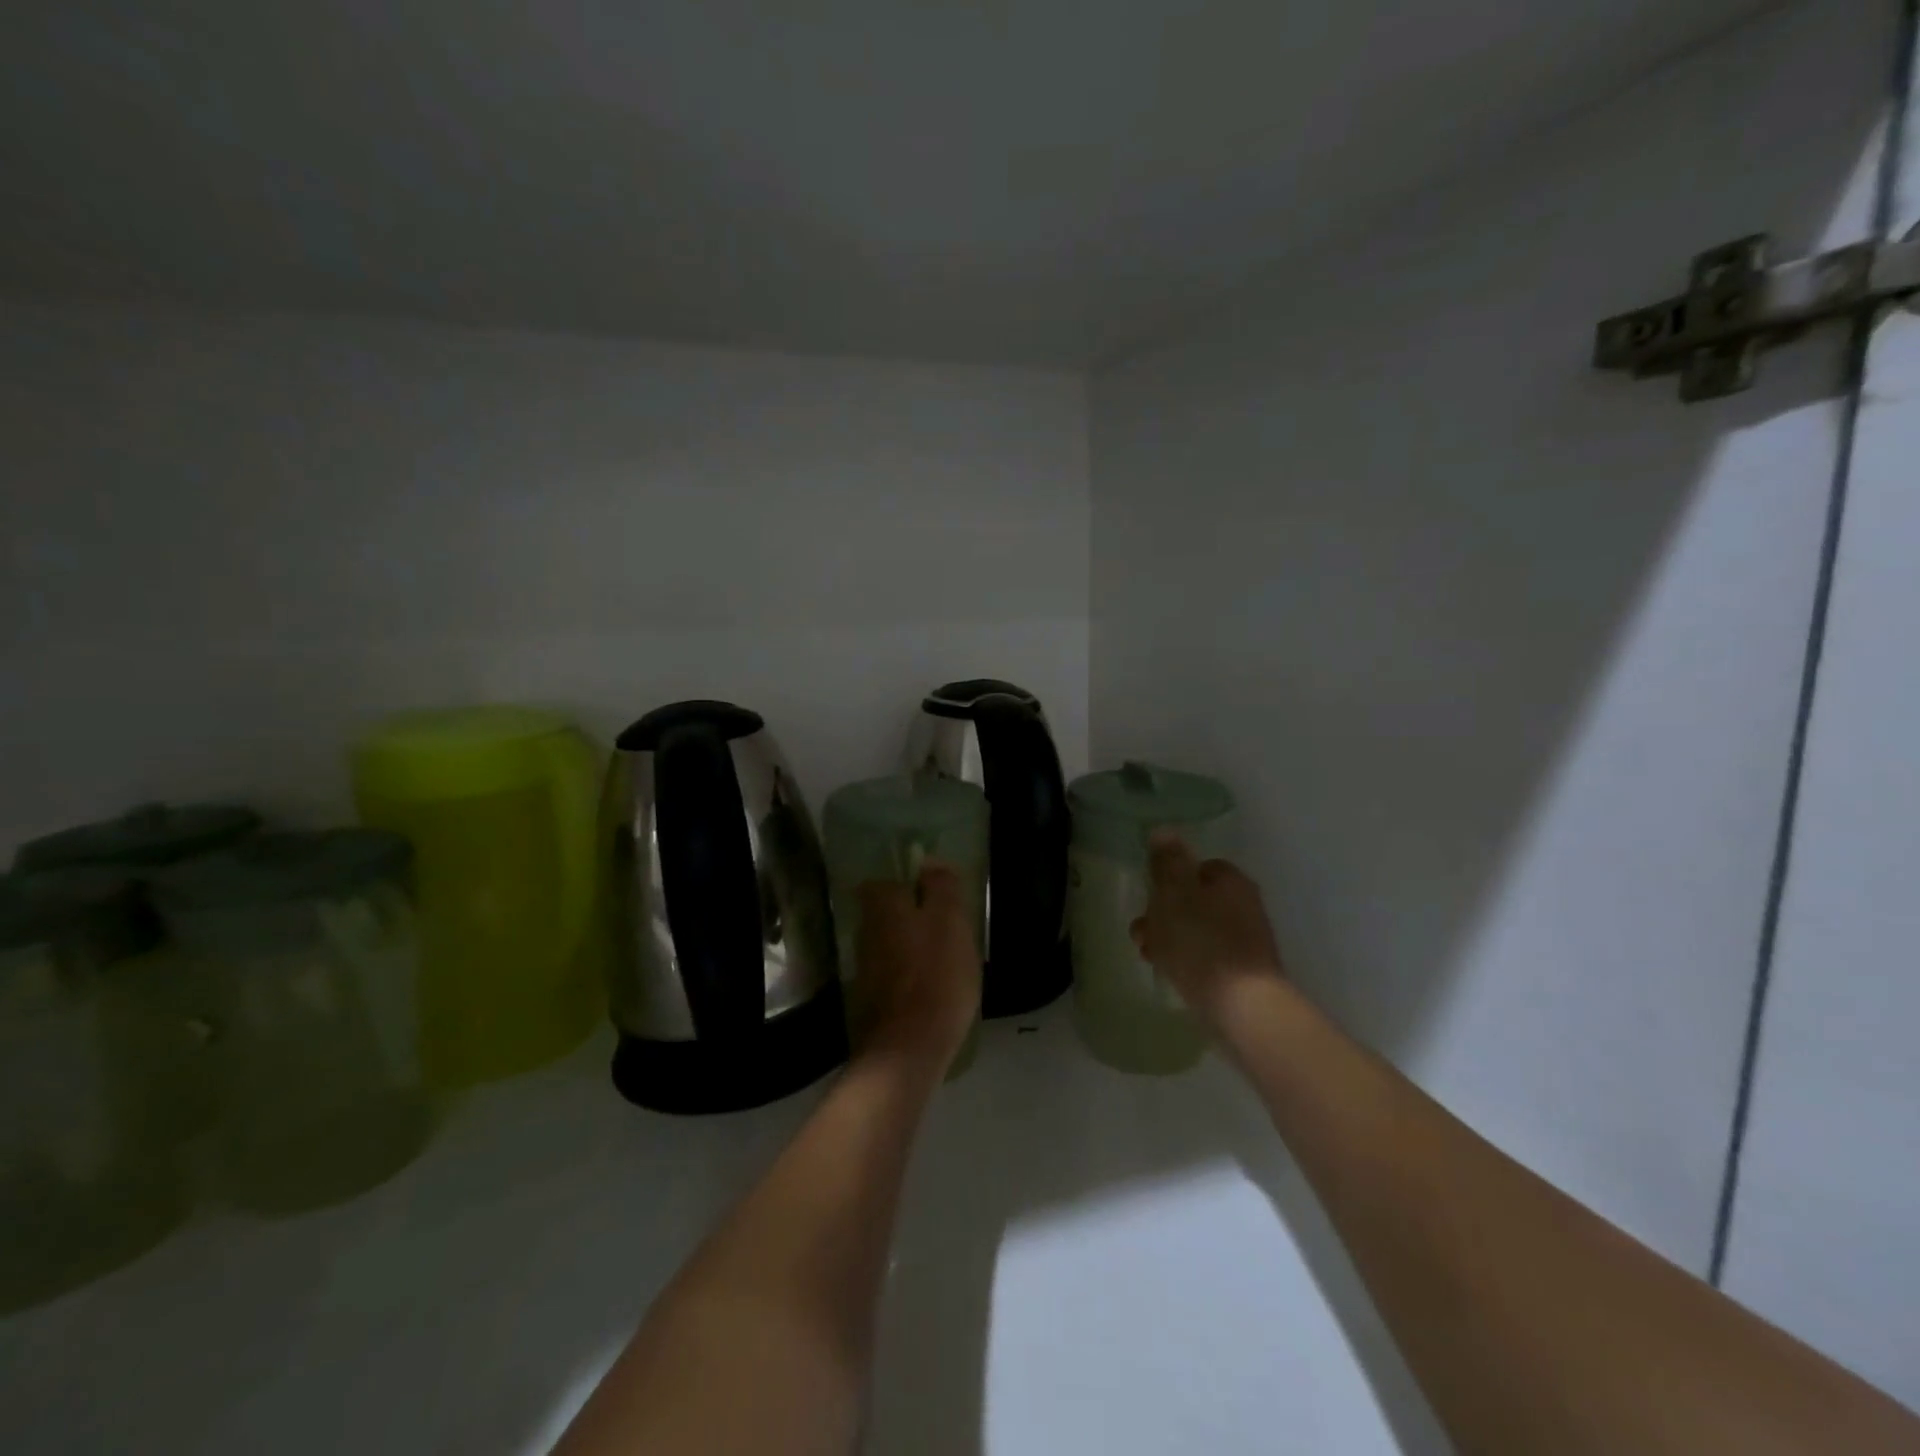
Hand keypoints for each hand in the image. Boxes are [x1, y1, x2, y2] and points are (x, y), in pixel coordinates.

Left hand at [852, 862, 981, 1073]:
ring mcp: (864, 969)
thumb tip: (929, 860)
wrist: (907, 1051)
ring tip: (946, 962)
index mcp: (882, 907)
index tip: (936, 897)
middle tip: (948, 930)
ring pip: (891, 945)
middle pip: (888, 914)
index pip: (885, 881)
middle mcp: (864, 932)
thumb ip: (940, 887)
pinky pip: (893, 975)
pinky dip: (909, 977)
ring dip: (912, 949)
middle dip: (913, 918)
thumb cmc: (936, 977)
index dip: (910, 886)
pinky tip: (932, 990)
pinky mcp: (870, 1001)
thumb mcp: (950, 923)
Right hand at [1131, 829, 1285, 1030]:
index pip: (1198, 866)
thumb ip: (1167, 862)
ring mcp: (1246, 941)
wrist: (1242, 1008)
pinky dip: (1185, 960)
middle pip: (1194, 899)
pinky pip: (1205, 957)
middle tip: (1142, 930)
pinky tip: (1168, 972)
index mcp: (1231, 881)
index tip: (1149, 894)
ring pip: (1196, 929)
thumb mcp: (1174, 894)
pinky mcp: (1242, 973)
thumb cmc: (1202, 942)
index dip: (1170, 878)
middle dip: (1163, 912)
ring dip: (1168, 937)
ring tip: (1148, 954)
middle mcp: (1244, 905)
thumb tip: (1164, 830)